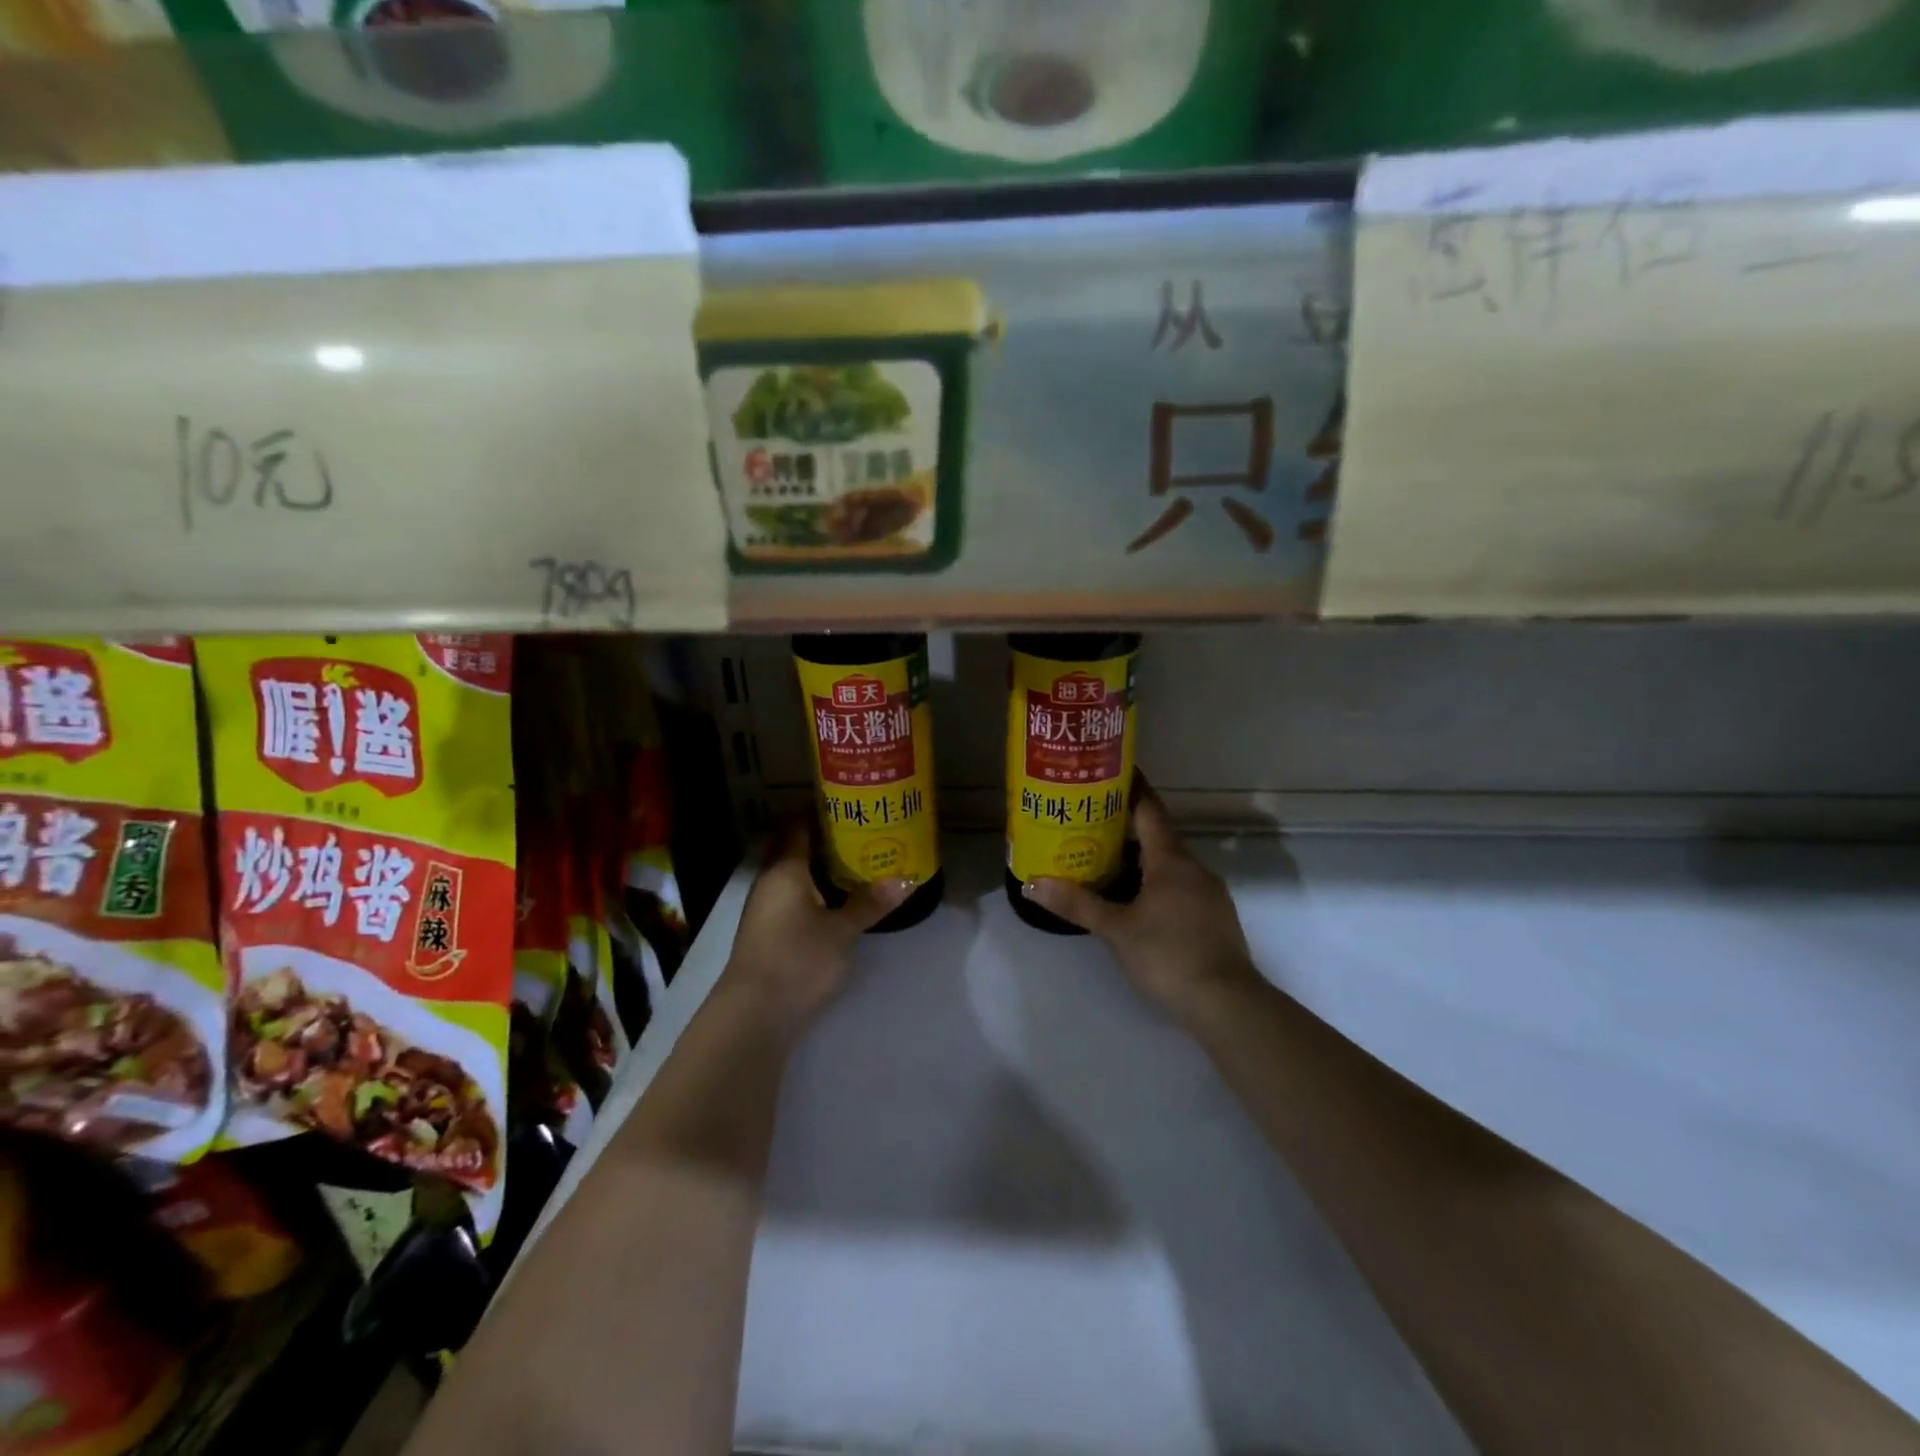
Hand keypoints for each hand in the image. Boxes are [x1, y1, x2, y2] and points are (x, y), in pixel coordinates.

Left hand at [721, 820, 910, 1029]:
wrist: (754, 1014)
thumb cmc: (798, 959)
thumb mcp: (842, 931)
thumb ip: (870, 903)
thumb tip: (907, 879)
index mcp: (785, 869)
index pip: (799, 825)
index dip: (820, 810)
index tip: (850, 802)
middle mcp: (770, 880)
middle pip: (793, 846)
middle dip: (822, 836)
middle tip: (859, 828)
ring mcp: (765, 907)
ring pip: (792, 872)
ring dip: (817, 864)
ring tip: (855, 858)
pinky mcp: (767, 931)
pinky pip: (791, 894)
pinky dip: (812, 888)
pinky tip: (835, 896)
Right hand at [1024, 777, 1261, 1024]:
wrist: (1226, 1004)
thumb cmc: (1168, 955)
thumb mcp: (1116, 929)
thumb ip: (1076, 904)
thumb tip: (1031, 882)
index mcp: (1171, 859)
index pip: (1148, 809)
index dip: (1129, 787)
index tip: (1107, 770)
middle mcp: (1192, 867)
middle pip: (1156, 834)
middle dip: (1124, 824)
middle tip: (1088, 818)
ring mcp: (1207, 892)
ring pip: (1168, 862)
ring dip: (1139, 855)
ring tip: (1103, 855)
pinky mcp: (1212, 916)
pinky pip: (1178, 884)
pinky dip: (1153, 879)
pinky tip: (1134, 896)